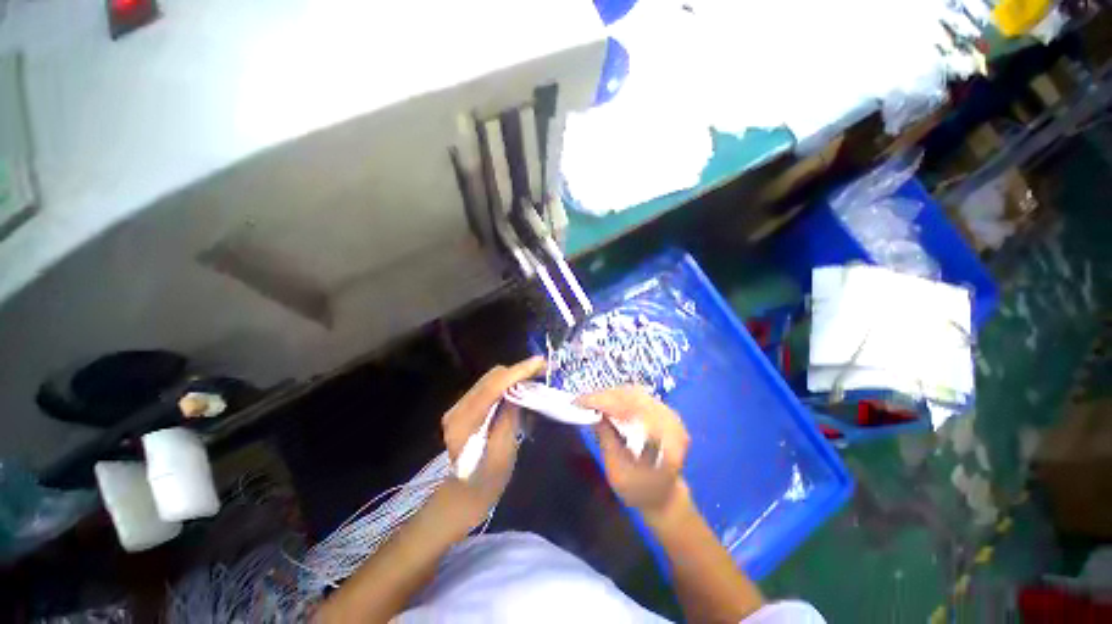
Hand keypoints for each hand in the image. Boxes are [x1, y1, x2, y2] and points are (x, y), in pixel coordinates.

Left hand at [440, 356, 546, 529]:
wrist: (466, 494)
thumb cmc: (488, 480)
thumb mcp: (504, 450)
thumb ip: (510, 416)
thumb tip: (520, 388)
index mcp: (464, 422)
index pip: (492, 387)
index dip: (518, 372)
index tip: (540, 362)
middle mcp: (457, 408)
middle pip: (490, 378)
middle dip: (518, 370)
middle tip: (543, 369)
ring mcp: (460, 406)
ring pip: (490, 379)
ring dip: (514, 375)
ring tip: (536, 375)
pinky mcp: (467, 407)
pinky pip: (489, 387)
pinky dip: (507, 383)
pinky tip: (522, 385)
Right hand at [577, 386, 691, 523]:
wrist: (664, 496)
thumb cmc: (640, 491)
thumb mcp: (618, 474)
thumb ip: (607, 441)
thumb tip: (594, 413)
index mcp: (666, 441)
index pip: (632, 410)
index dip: (604, 402)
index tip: (580, 402)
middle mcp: (672, 422)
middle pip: (634, 397)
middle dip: (604, 396)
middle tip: (581, 400)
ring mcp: (669, 415)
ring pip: (634, 393)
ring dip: (610, 394)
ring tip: (590, 400)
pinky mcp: (662, 412)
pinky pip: (638, 396)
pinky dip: (618, 396)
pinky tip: (605, 401)